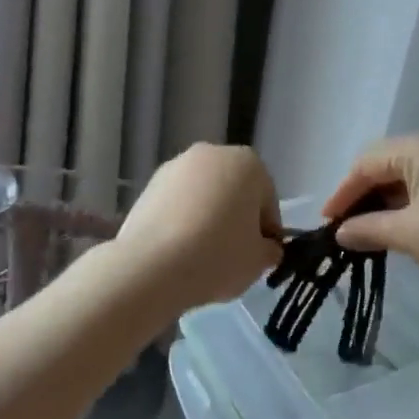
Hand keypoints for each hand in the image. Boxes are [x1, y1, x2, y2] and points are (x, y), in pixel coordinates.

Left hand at [117, 144, 282, 307]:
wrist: (152, 265)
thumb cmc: (218, 256)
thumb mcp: (259, 260)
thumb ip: (270, 249)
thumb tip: (265, 247)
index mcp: (248, 163)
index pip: (267, 199)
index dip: (266, 231)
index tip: (258, 256)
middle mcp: (212, 153)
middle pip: (233, 190)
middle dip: (235, 218)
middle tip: (231, 255)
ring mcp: (176, 166)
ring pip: (203, 195)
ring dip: (206, 217)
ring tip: (200, 255)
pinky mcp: (149, 184)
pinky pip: (176, 203)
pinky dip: (181, 220)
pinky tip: (177, 249)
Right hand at [324, 132, 418, 308]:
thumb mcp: (410, 235)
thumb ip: (368, 229)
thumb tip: (340, 233)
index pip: (367, 163)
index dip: (343, 193)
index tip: (326, 223)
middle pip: (385, 165)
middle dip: (362, 197)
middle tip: (344, 229)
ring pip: (406, 178)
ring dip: (384, 204)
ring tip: (367, 234)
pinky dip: (407, 208)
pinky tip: (399, 231)